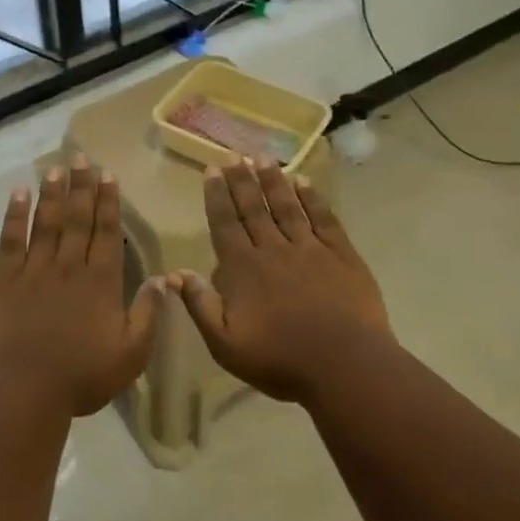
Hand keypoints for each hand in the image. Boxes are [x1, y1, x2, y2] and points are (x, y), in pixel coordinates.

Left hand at [0, 155, 163, 417]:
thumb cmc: (82, 375)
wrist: (24, 388)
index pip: (107, 231)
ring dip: (52, 193)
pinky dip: (14, 215)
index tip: (108, 175)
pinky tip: (18, 194)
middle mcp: (70, 266)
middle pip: (77, 218)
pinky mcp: (5, 280)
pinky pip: (10, 240)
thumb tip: (164, 279)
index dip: (108, 202)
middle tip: (82, 157)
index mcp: (101, 281)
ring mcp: (35, 270)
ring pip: (46, 222)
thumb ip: (148, 313)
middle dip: (81, 186)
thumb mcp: (131, 353)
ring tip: (57, 167)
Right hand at [173, 157, 394, 403]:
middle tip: (233, 155)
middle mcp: (274, 249)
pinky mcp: (341, 254)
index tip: (212, 170)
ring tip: (263, 157)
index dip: (217, 196)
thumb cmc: (280, 360)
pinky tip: (304, 182)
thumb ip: (200, 306)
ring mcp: (310, 248)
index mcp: (243, 269)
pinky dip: (313, 198)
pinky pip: (324, 218)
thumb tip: (175, 274)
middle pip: (254, 208)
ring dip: (273, 180)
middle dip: (241, 180)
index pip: (225, 223)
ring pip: (287, 206)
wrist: (344, 365)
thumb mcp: (226, 344)